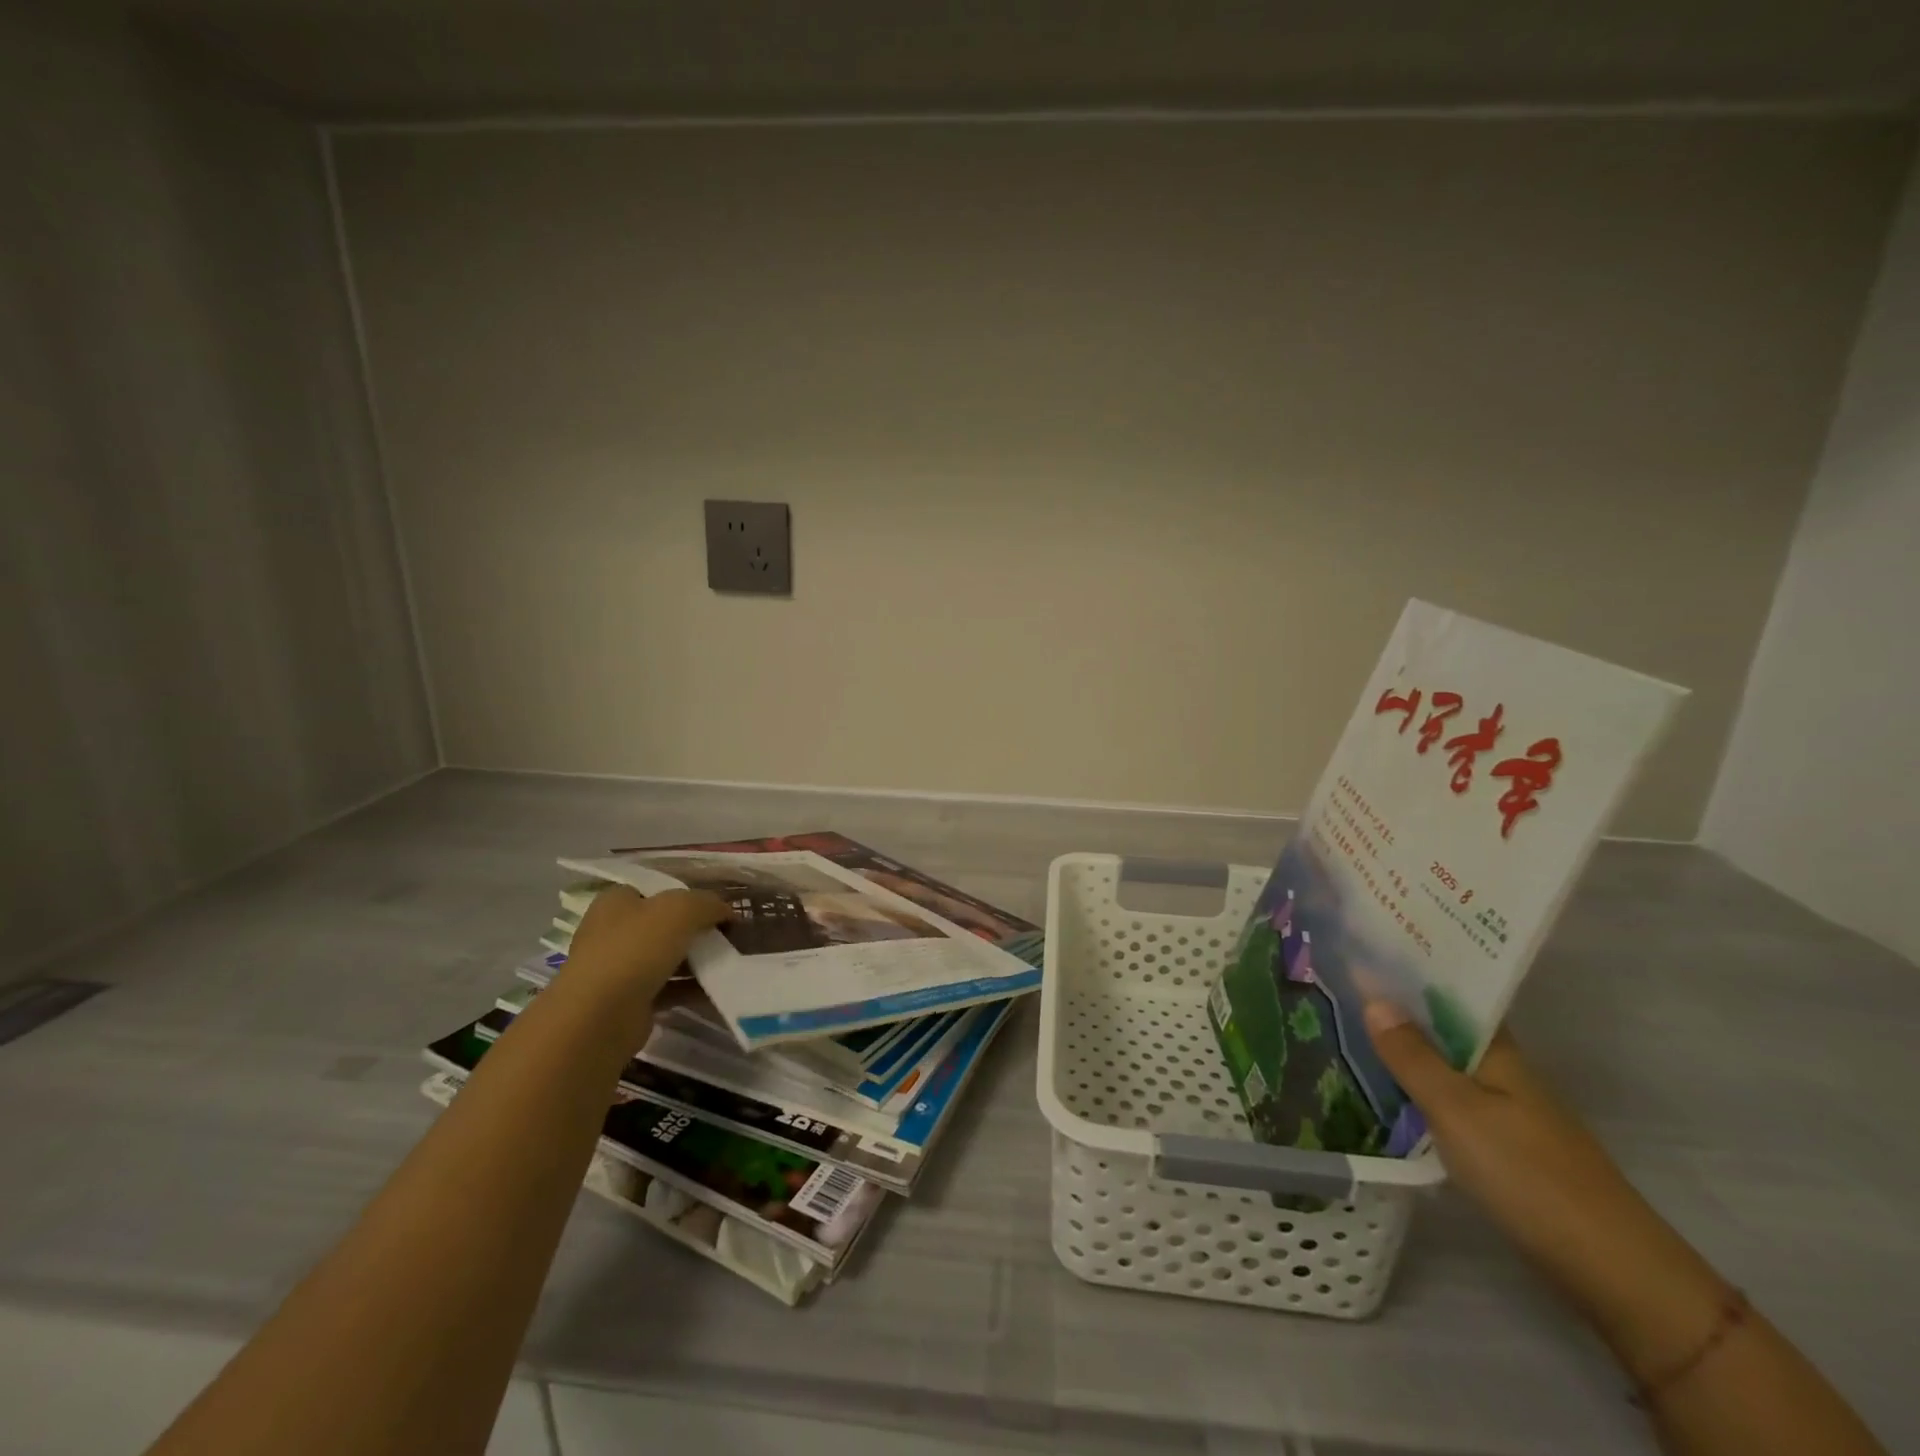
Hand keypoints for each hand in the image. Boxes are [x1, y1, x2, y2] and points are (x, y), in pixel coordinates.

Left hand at [562, 886, 729, 1009]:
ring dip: (699, 960)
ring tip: (731, 960)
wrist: (600, 1018)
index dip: (689, 894)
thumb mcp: (680, 910)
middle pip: (665, 924)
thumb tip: (727, 912)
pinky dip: (692, 988)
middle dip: (697, 929)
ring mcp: (620, 969)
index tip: (718, 906)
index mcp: (617, 902)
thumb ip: (708, 904)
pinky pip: (670, 989)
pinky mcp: (630, 1002)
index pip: (657, 890)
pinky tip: (720, 987)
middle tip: (730, 934)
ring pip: (669, 957)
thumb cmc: (635, 949)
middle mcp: (614, 932)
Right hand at [1364, 1003, 1726, 1377]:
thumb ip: (1412, 1057)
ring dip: (1403, 1049)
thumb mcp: (1457, 1110)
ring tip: (1345, 1029)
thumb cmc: (1528, 1175)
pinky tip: (1384, 1092)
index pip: (1449, 994)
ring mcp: (1504, 1111)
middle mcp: (1502, 1072)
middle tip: (1336, 985)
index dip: (1409, 971)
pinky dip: (1415, 1089)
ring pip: (1443, 1065)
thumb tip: (1373, 998)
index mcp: (1497, 1052)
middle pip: (1443, 1029)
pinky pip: (1446, 1100)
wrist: (1611, 1271)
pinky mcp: (1501, 1148)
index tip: (1362, 949)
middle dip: (1396, 1008)